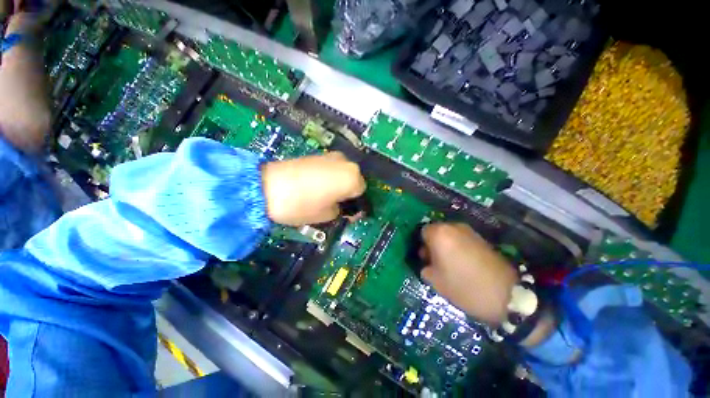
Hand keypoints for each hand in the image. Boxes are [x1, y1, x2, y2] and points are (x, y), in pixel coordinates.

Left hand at [261, 151, 365, 225]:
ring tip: (324, 195)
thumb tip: (346, 208)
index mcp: (352, 177)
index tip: (347, 212)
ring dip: (338, 183)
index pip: (362, 191)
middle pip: (353, 179)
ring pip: (342, 172)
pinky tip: (315, 185)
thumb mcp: (328, 215)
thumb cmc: (303, 205)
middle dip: (347, 191)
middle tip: (336, 204)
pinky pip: (330, 168)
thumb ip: (343, 211)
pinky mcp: (317, 154)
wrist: (268, 188)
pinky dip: (328, 176)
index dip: (355, 203)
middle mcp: (345, 162)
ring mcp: (330, 155)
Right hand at [419, 223, 518, 326]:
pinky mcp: (482, 238)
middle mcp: (453, 227)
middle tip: (437, 263)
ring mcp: (469, 231)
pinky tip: (464, 263)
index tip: (426, 260)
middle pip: (436, 231)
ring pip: (449, 235)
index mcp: (439, 234)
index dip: (422, 245)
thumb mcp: (436, 281)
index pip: (423, 232)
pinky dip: (458, 247)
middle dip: (434, 244)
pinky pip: (462, 239)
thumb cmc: (464, 285)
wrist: (506, 294)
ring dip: (446, 246)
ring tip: (451, 264)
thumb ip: (425, 268)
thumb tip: (427, 264)